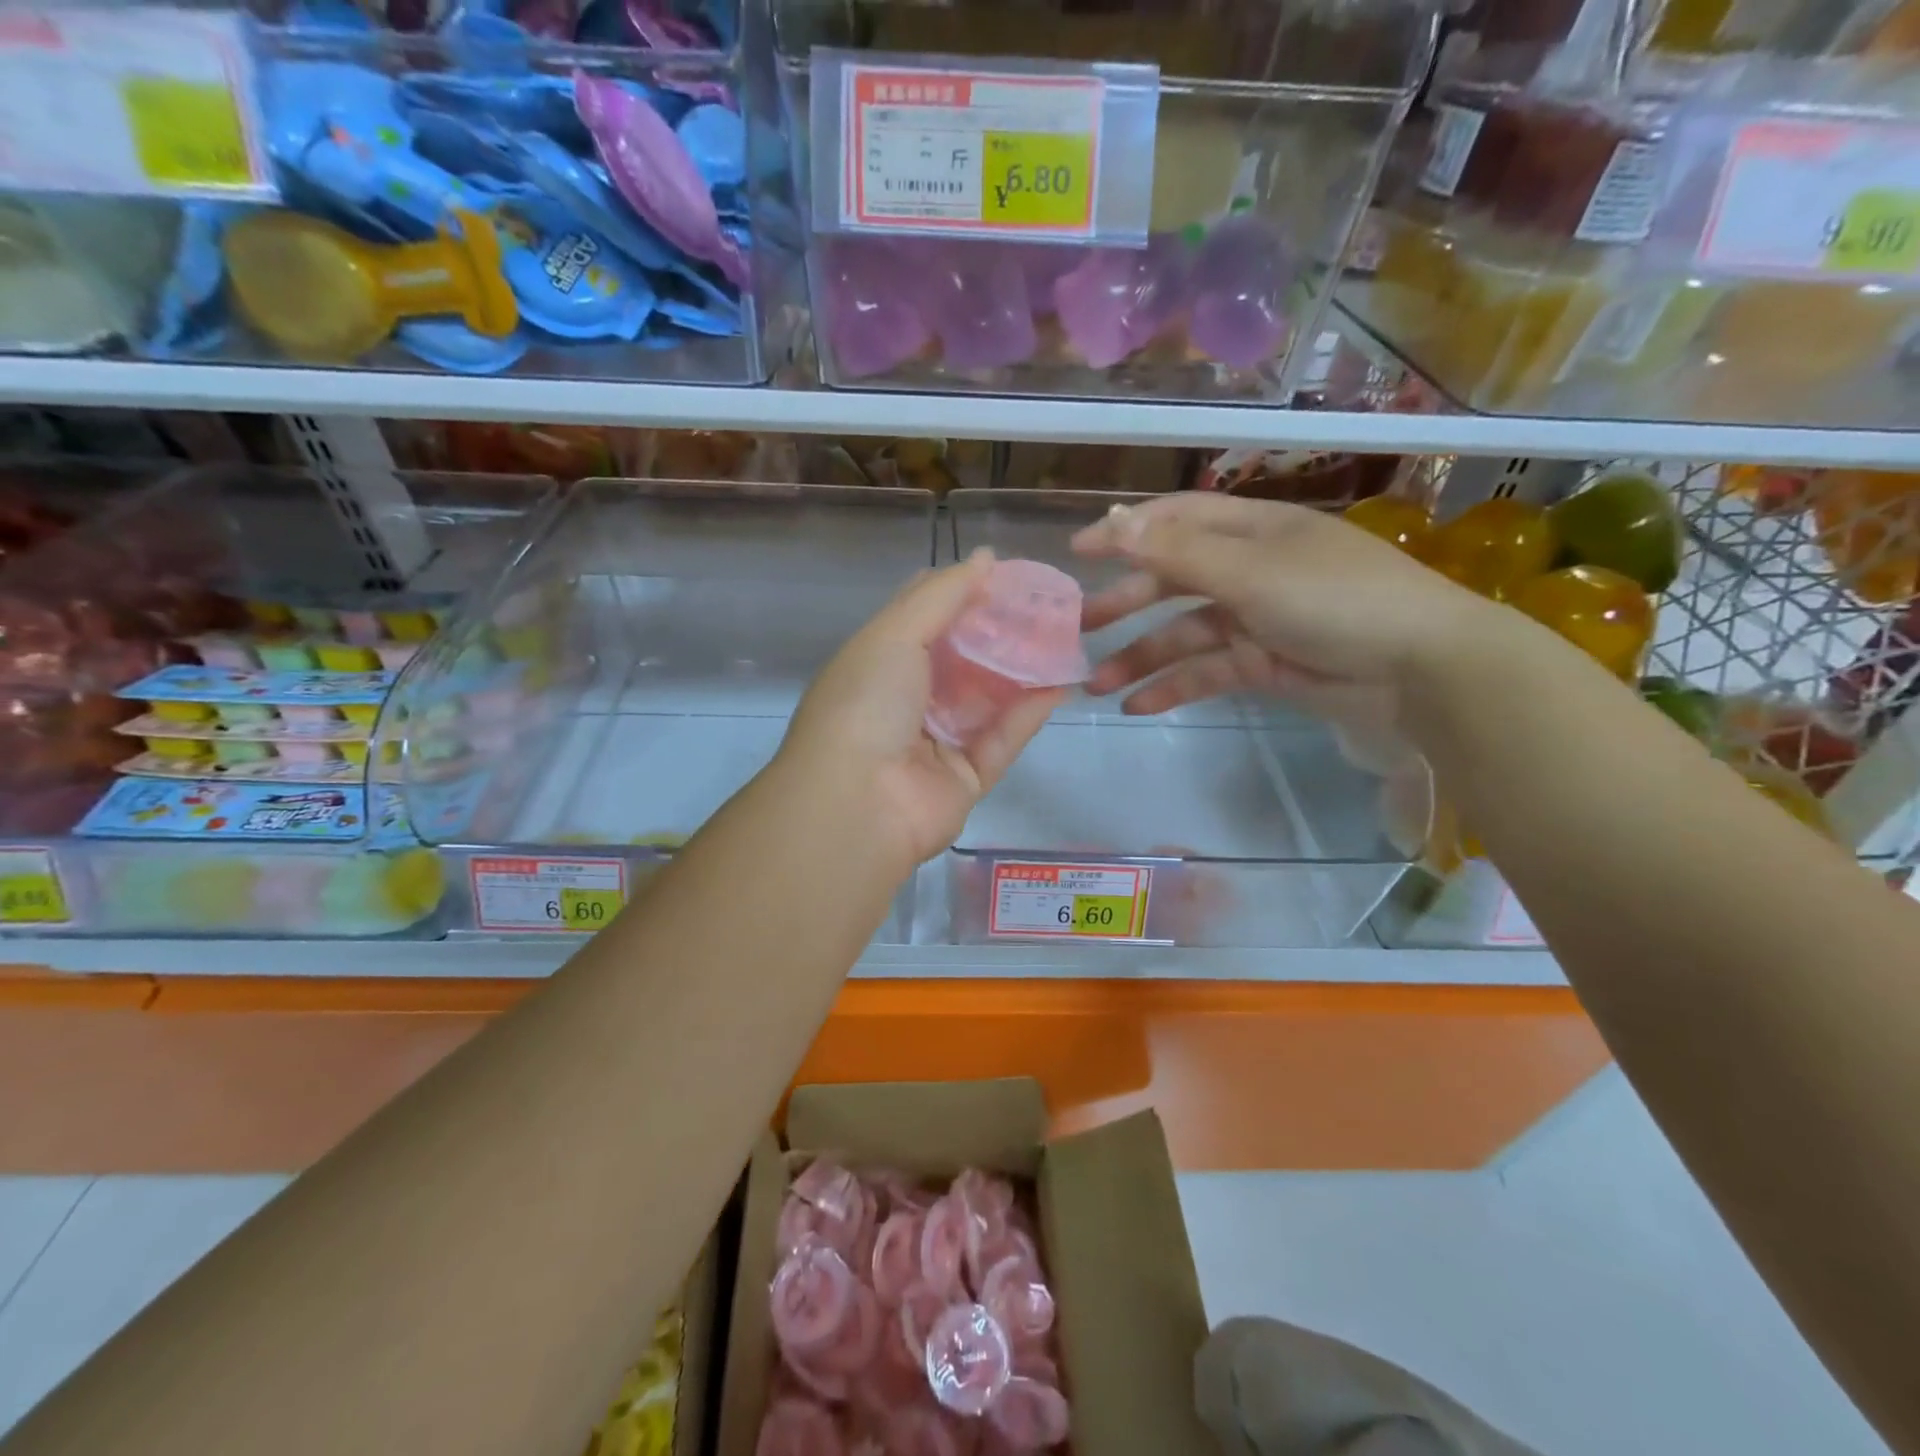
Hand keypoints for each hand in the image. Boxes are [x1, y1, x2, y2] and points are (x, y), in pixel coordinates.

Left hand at [777, 550, 1065, 869]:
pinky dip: (1029, 713)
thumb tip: (985, 558)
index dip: (964, 594)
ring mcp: (937, 742)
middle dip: (1001, 632)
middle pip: (963, 659)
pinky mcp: (966, 778)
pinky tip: (1061, 683)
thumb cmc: (867, 703)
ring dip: (1022, 670)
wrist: (858, 802)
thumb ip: (941, 595)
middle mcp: (907, 701)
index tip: (1008, 575)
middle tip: (1048, 606)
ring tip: (1066, 636)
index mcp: (879, 663)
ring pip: (988, 699)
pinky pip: (1003, 740)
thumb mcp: (894, 633)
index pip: (926, 619)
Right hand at [1071, 493, 1507, 717]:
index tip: (1077, 554)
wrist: (1419, 668)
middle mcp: (1248, 569)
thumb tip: (1115, 524)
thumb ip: (1179, 553)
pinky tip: (1137, 706)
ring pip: (1182, 635)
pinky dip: (1172, 688)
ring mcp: (1254, 619)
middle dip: (1124, 604)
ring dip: (1139, 658)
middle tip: (1077, 629)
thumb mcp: (1252, 571)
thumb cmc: (1336, 599)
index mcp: (1250, 531)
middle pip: (1171, 581)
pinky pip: (1205, 673)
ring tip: (1095, 685)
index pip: (1175, 521)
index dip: (1125, 533)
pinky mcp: (1261, 663)